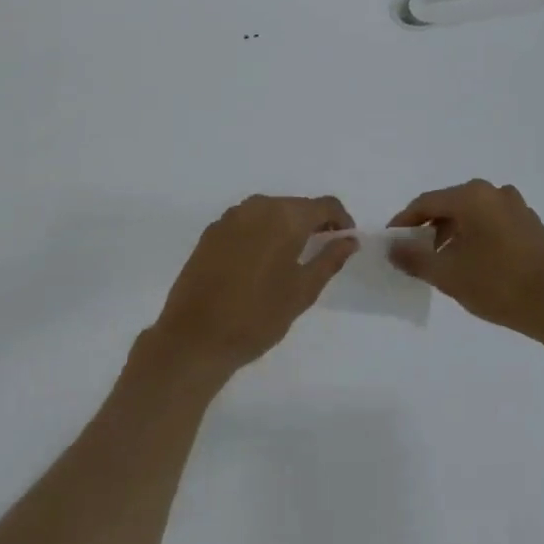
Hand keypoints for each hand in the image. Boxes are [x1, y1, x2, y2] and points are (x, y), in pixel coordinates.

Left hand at [147, 195, 358, 376]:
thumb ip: (329, 259)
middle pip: (296, 205)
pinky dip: (261, 234)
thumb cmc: (257, 316)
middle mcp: (258, 206)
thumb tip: (350, 239)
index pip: (325, 205)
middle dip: (313, 224)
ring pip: (270, 212)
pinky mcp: (211, 232)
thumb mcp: (302, 291)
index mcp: (285, 216)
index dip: (341, 220)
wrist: (194, 338)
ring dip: (285, 227)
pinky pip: (247, 223)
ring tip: (290, 259)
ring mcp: (231, 217)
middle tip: (321, 252)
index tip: (346, 241)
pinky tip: (258, 263)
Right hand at [389, 180, 543, 344]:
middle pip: (451, 205)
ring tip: (445, 265)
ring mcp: (517, 207)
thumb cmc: (500, 284)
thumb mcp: (450, 275)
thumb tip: (393, 247)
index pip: (427, 202)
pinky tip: (476, 266)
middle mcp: (494, 192)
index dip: (405, 221)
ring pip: (473, 215)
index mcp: (472, 196)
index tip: (392, 242)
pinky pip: (493, 224)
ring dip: (454, 235)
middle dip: (430, 229)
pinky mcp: (533, 225)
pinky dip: (477, 238)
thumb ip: (416, 258)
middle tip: (416, 255)